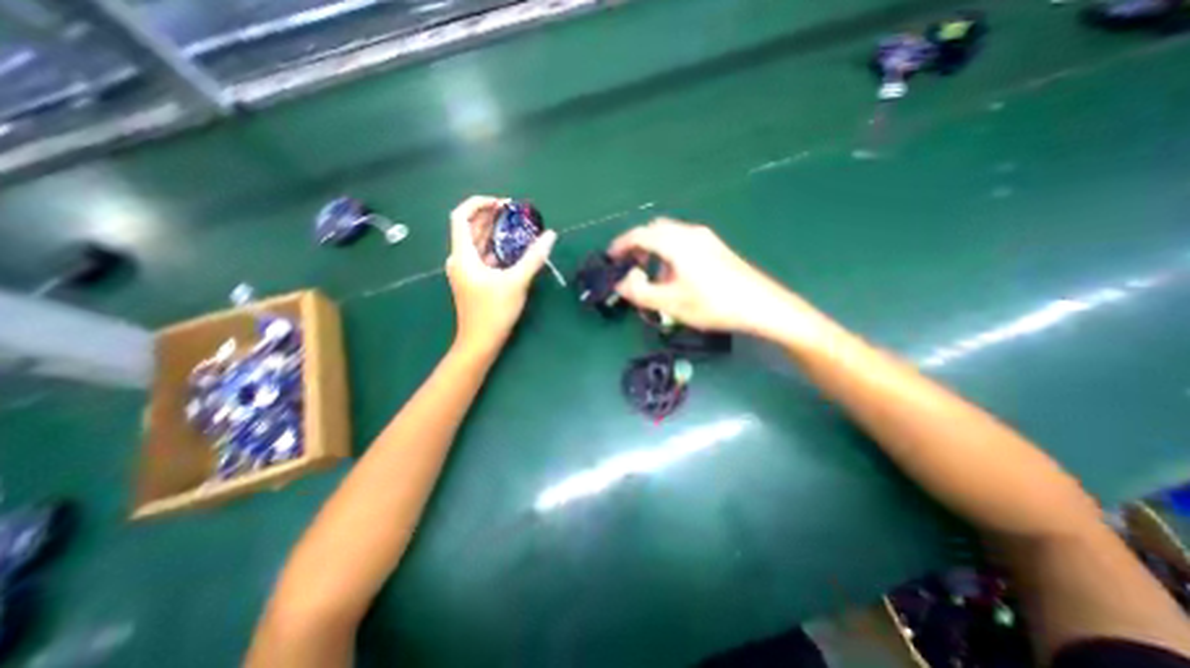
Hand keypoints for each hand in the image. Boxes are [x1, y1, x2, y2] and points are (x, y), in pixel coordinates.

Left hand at [446, 196, 558, 351]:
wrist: (479, 342)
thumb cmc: (494, 312)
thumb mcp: (516, 282)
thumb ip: (533, 258)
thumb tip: (550, 235)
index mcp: (463, 255)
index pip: (460, 216)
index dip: (478, 203)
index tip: (502, 202)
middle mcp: (459, 259)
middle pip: (470, 227)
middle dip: (491, 216)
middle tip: (515, 212)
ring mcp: (465, 271)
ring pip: (476, 243)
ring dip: (494, 232)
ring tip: (516, 227)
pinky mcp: (472, 281)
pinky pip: (481, 256)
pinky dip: (495, 248)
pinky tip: (512, 249)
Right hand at [608, 220, 825, 343]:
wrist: (761, 306)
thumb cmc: (713, 304)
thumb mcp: (671, 303)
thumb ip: (640, 292)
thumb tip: (622, 282)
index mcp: (677, 243)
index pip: (640, 234)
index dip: (622, 244)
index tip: (611, 258)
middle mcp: (690, 233)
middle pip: (655, 229)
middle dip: (638, 245)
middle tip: (631, 267)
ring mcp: (706, 238)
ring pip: (670, 235)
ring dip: (655, 250)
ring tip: (653, 277)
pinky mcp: (715, 247)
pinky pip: (684, 242)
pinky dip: (670, 253)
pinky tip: (676, 277)